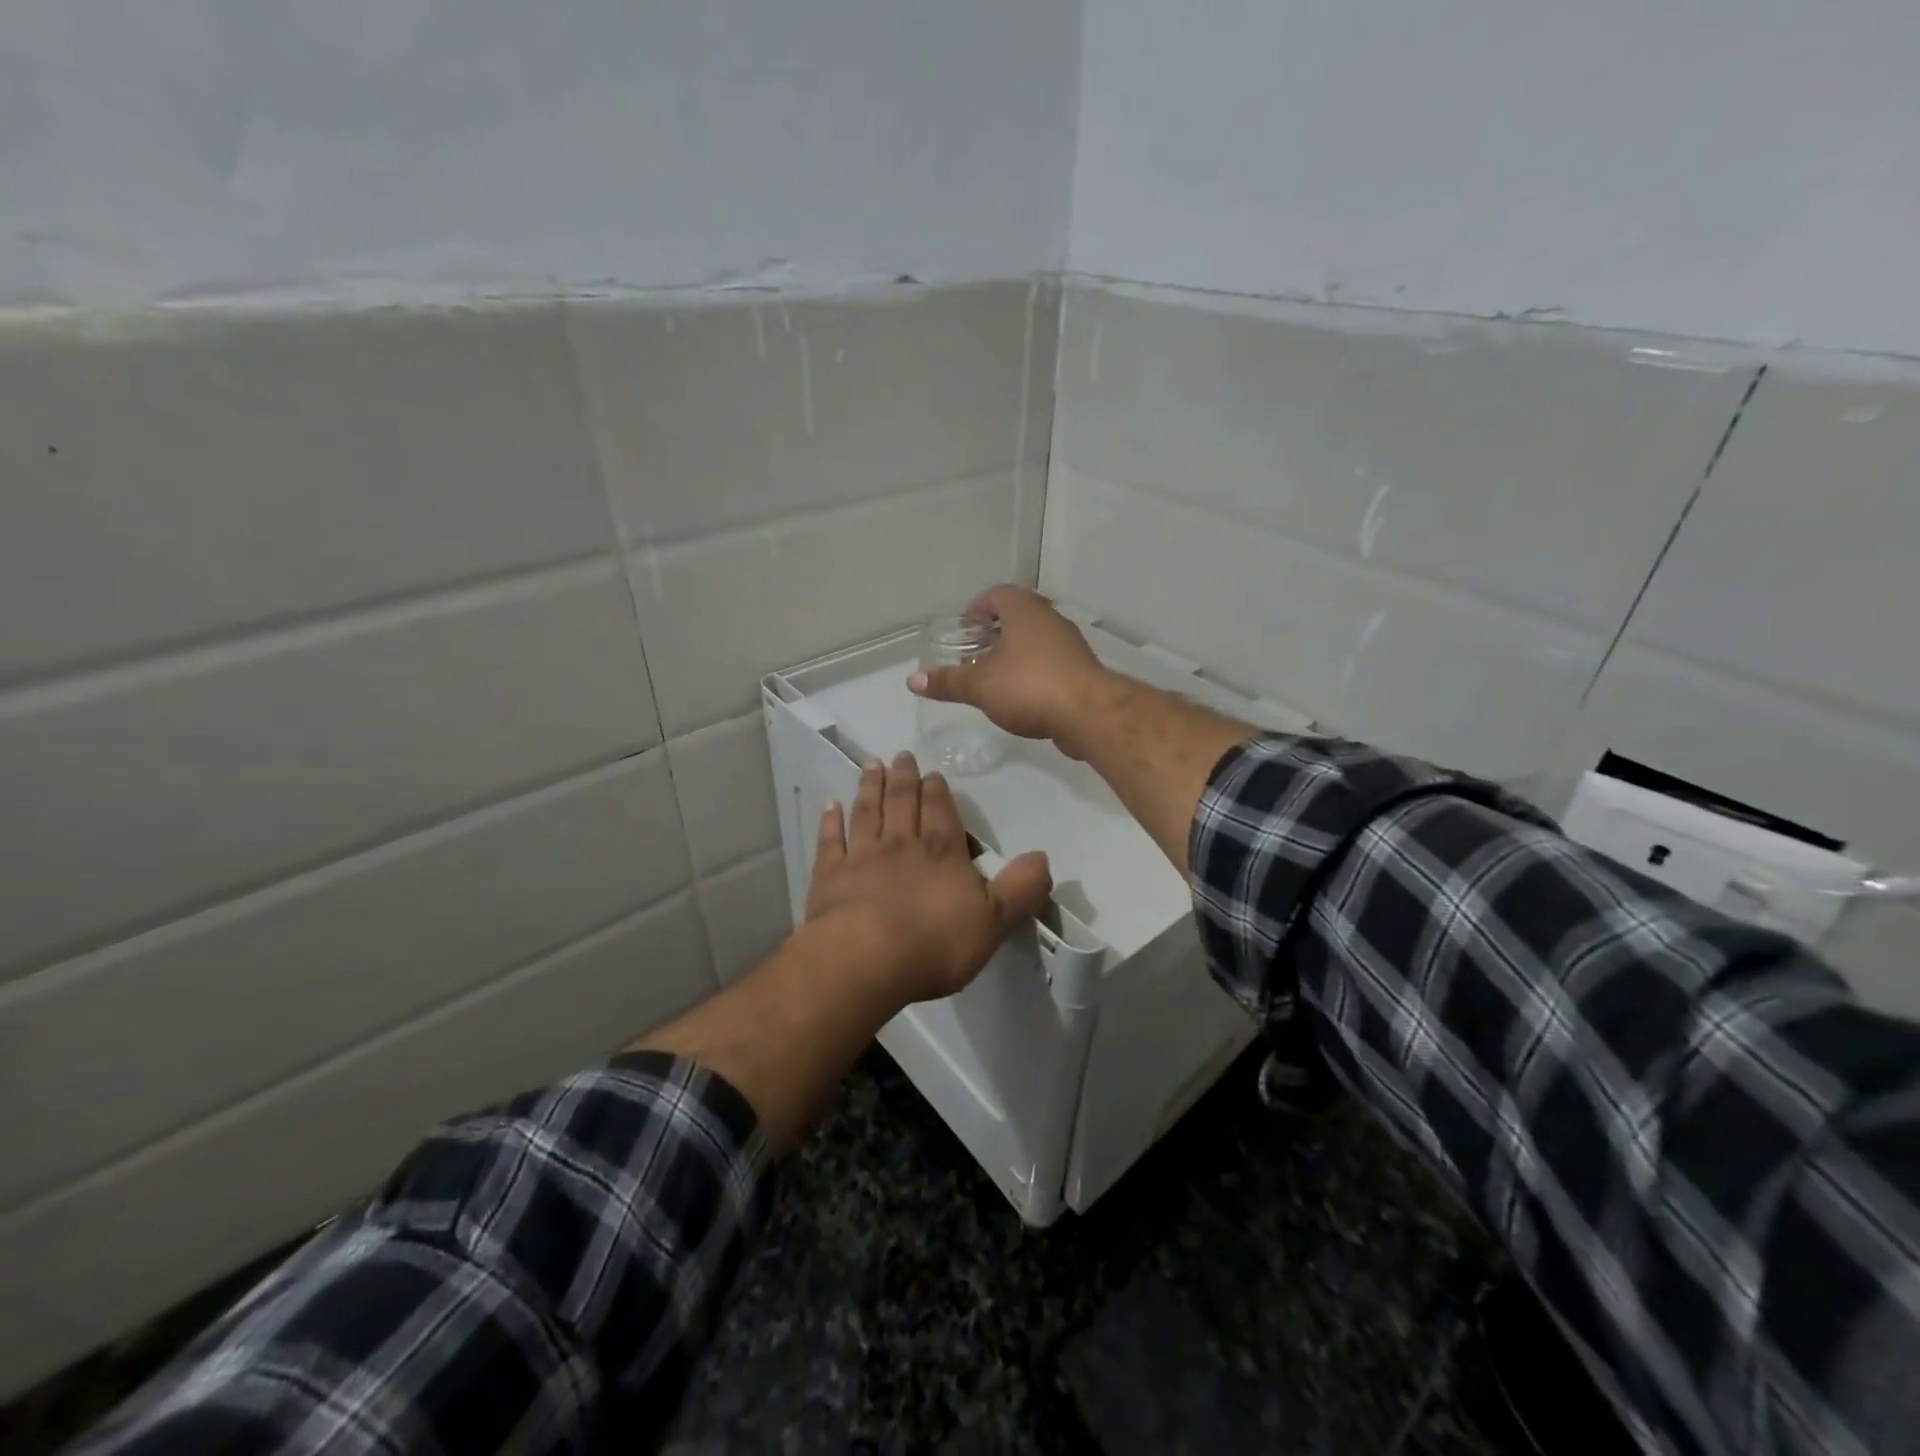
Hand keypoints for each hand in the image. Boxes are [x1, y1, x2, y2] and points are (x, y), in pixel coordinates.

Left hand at [806, 752, 1051, 1004]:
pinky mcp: (830, 876)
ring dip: (870, 787)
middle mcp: (902, 844)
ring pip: (868, 812)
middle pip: (903, 802)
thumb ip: (1020, 888)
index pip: (941, 811)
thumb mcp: (994, 921)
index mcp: (942, 852)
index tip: (932, 772)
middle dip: (904, 778)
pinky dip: (831, 821)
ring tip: (872, 765)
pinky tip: (830, 805)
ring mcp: (862, 857)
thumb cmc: (934, 943)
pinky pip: (831, 841)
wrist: (864, 959)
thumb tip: (1044, 857)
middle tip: (901, 755)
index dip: (938, 791)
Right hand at [907, 585, 1109, 751]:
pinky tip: (1021, 697)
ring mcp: (1069, 645)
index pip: (998, 594)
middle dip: (994, 634)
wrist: (1089, 714)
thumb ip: (947, 682)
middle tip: (974, 656)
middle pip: (1017, 617)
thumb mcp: (980, 686)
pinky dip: (1033, 672)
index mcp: (1024, 611)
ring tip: (993, 679)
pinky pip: (1050, 663)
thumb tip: (913, 680)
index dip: (977, 609)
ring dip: (1015, 655)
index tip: (964, 631)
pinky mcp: (1081, 670)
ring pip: (1035, 641)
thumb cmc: (1029, 687)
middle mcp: (1049, 619)